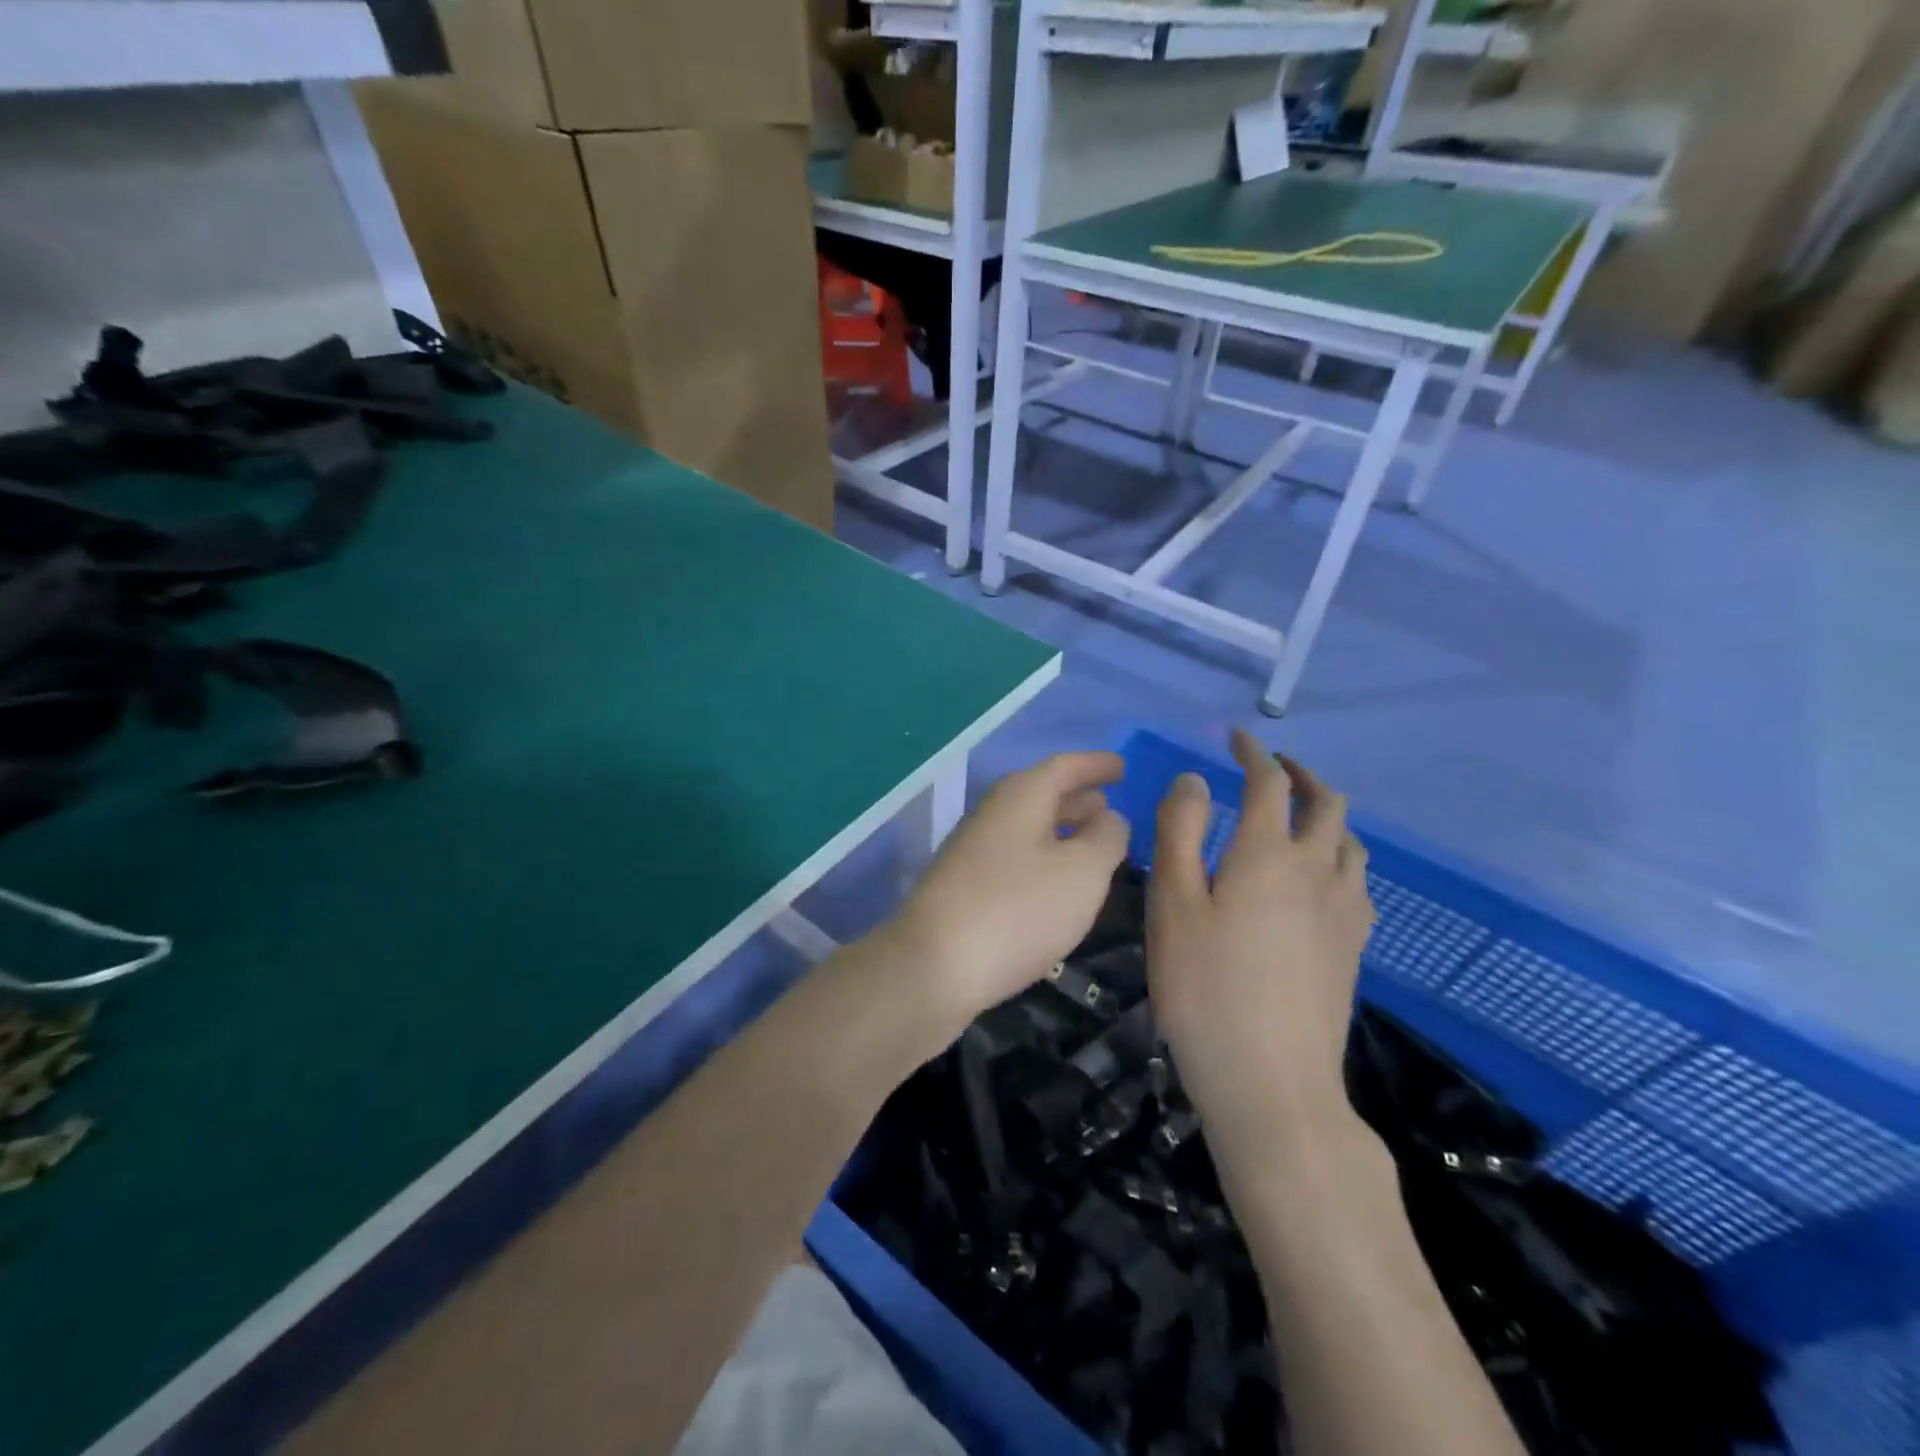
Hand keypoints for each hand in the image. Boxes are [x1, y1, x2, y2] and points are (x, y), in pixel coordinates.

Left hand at [893, 751, 1129, 1036]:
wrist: (935, 965)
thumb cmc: (1019, 909)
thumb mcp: (1083, 872)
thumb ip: (1105, 837)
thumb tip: (1108, 816)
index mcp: (1021, 796)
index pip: (1064, 767)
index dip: (1096, 765)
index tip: (1123, 765)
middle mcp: (993, 812)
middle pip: (1041, 793)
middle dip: (1077, 797)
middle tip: (1109, 803)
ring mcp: (973, 849)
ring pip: (1027, 826)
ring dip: (1060, 827)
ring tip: (1092, 840)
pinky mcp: (964, 884)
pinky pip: (1015, 854)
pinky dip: (1043, 855)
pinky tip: (1057, 881)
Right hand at [1147, 730, 1373, 1159]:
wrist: (1271, 1082)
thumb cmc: (1204, 989)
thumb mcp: (1172, 904)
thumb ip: (1178, 833)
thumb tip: (1193, 780)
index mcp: (1266, 856)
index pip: (1269, 784)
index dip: (1254, 754)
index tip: (1237, 738)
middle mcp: (1316, 872)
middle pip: (1326, 804)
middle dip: (1300, 776)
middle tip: (1272, 768)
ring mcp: (1343, 912)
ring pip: (1350, 842)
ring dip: (1326, 814)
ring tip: (1297, 817)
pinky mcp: (1353, 948)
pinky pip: (1356, 881)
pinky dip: (1338, 856)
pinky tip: (1318, 879)